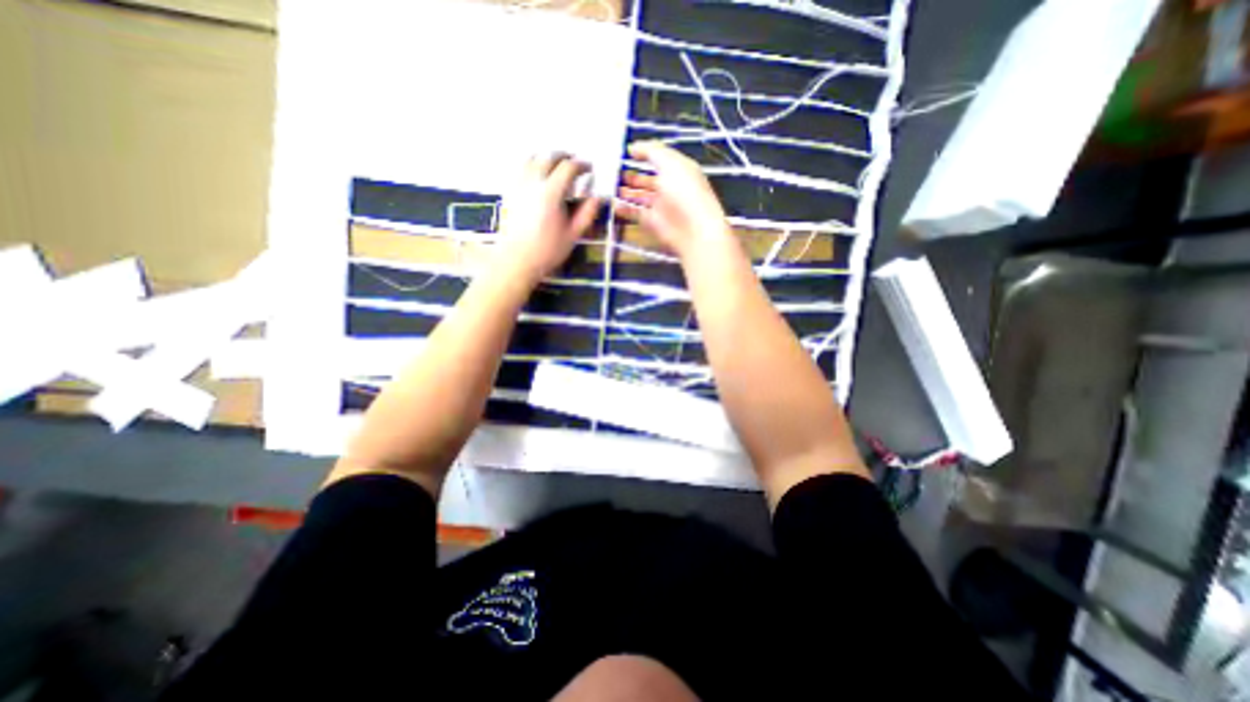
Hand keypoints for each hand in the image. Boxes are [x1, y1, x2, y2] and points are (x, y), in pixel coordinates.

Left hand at [494, 153, 601, 285]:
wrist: (517, 260)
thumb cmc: (547, 251)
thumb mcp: (573, 235)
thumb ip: (587, 213)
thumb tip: (598, 197)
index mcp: (551, 193)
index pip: (568, 167)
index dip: (582, 165)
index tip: (590, 169)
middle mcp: (533, 182)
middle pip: (549, 156)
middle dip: (564, 156)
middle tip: (575, 164)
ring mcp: (518, 185)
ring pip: (532, 158)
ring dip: (547, 157)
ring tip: (556, 166)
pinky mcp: (510, 191)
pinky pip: (521, 168)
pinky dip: (532, 164)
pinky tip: (539, 176)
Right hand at [614, 140, 735, 256]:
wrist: (694, 230)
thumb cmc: (687, 192)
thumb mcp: (671, 162)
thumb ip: (651, 151)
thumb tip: (633, 147)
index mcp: (677, 170)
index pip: (658, 159)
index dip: (643, 154)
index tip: (625, 152)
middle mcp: (668, 187)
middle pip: (646, 179)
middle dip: (631, 175)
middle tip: (613, 171)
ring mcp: (660, 205)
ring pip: (639, 196)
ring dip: (625, 191)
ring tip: (609, 185)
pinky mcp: (652, 222)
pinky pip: (635, 212)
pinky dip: (623, 208)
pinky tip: (613, 203)